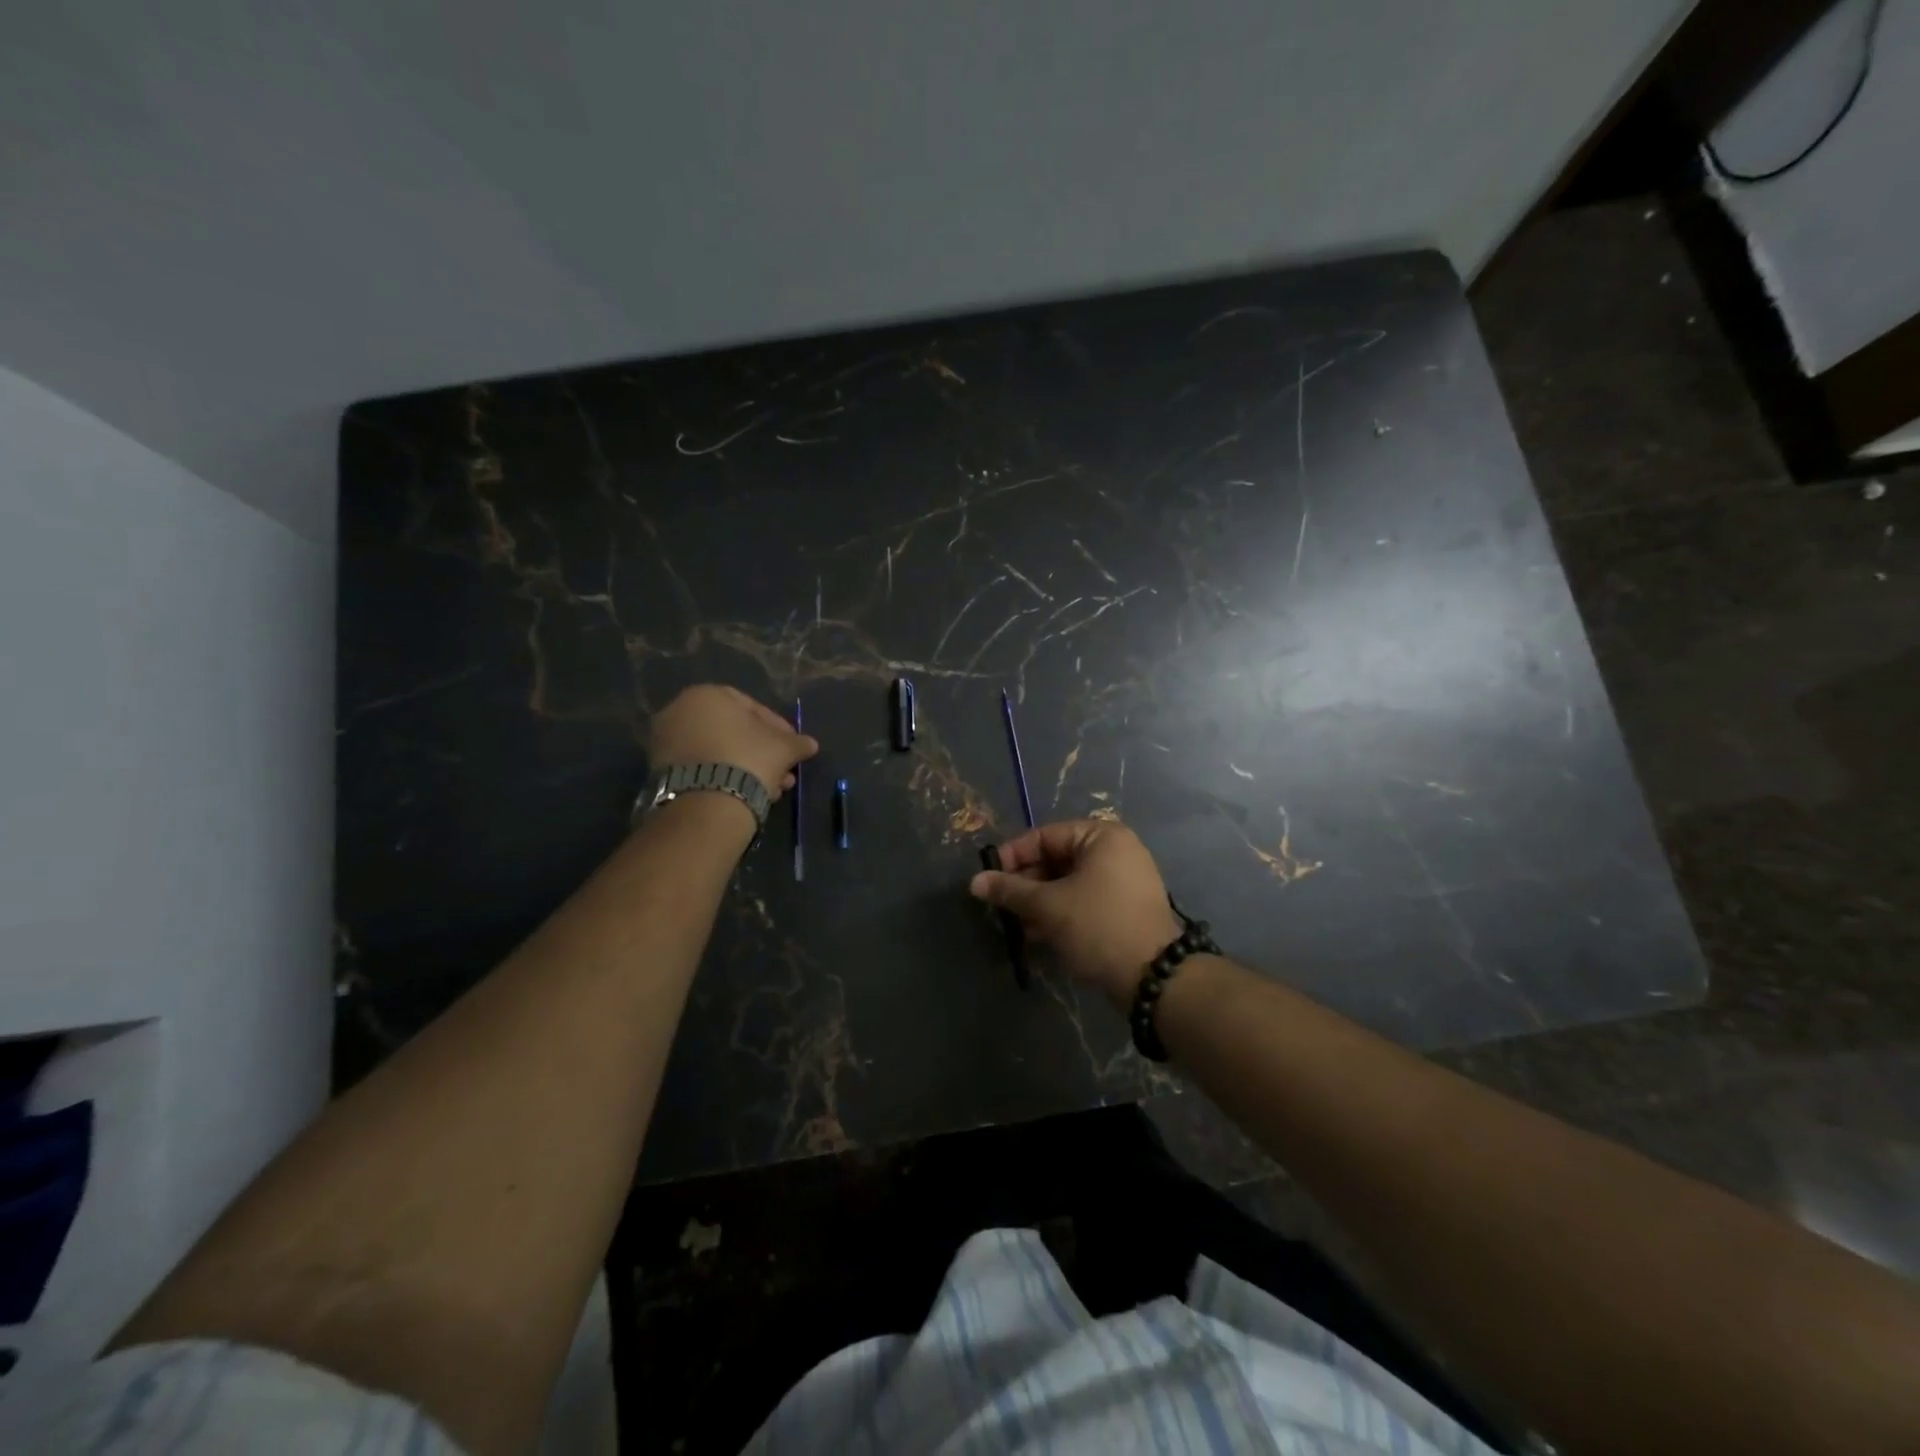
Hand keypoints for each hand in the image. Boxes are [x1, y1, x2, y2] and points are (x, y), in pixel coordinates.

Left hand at [648, 685, 818, 797]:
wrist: (707, 802)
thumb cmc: (749, 759)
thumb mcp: (783, 748)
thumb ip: (797, 742)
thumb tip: (810, 744)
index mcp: (708, 694)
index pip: (753, 707)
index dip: (779, 729)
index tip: (793, 747)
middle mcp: (680, 710)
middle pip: (734, 732)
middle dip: (763, 753)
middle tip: (784, 772)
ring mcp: (667, 741)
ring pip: (720, 752)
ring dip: (748, 768)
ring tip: (772, 789)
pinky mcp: (661, 770)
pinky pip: (704, 768)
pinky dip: (725, 777)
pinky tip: (749, 794)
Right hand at [969, 819, 1182, 1007]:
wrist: (1153, 978)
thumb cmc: (1098, 926)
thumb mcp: (1048, 906)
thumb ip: (1010, 890)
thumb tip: (974, 882)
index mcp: (1102, 837)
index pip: (1045, 836)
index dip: (1012, 855)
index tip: (988, 877)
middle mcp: (1116, 851)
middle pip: (1056, 859)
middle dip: (1025, 883)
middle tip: (999, 904)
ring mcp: (1123, 881)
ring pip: (1068, 883)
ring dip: (1039, 902)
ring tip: (1015, 923)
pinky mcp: (1124, 909)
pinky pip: (1083, 901)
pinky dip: (1060, 913)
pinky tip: (1037, 934)